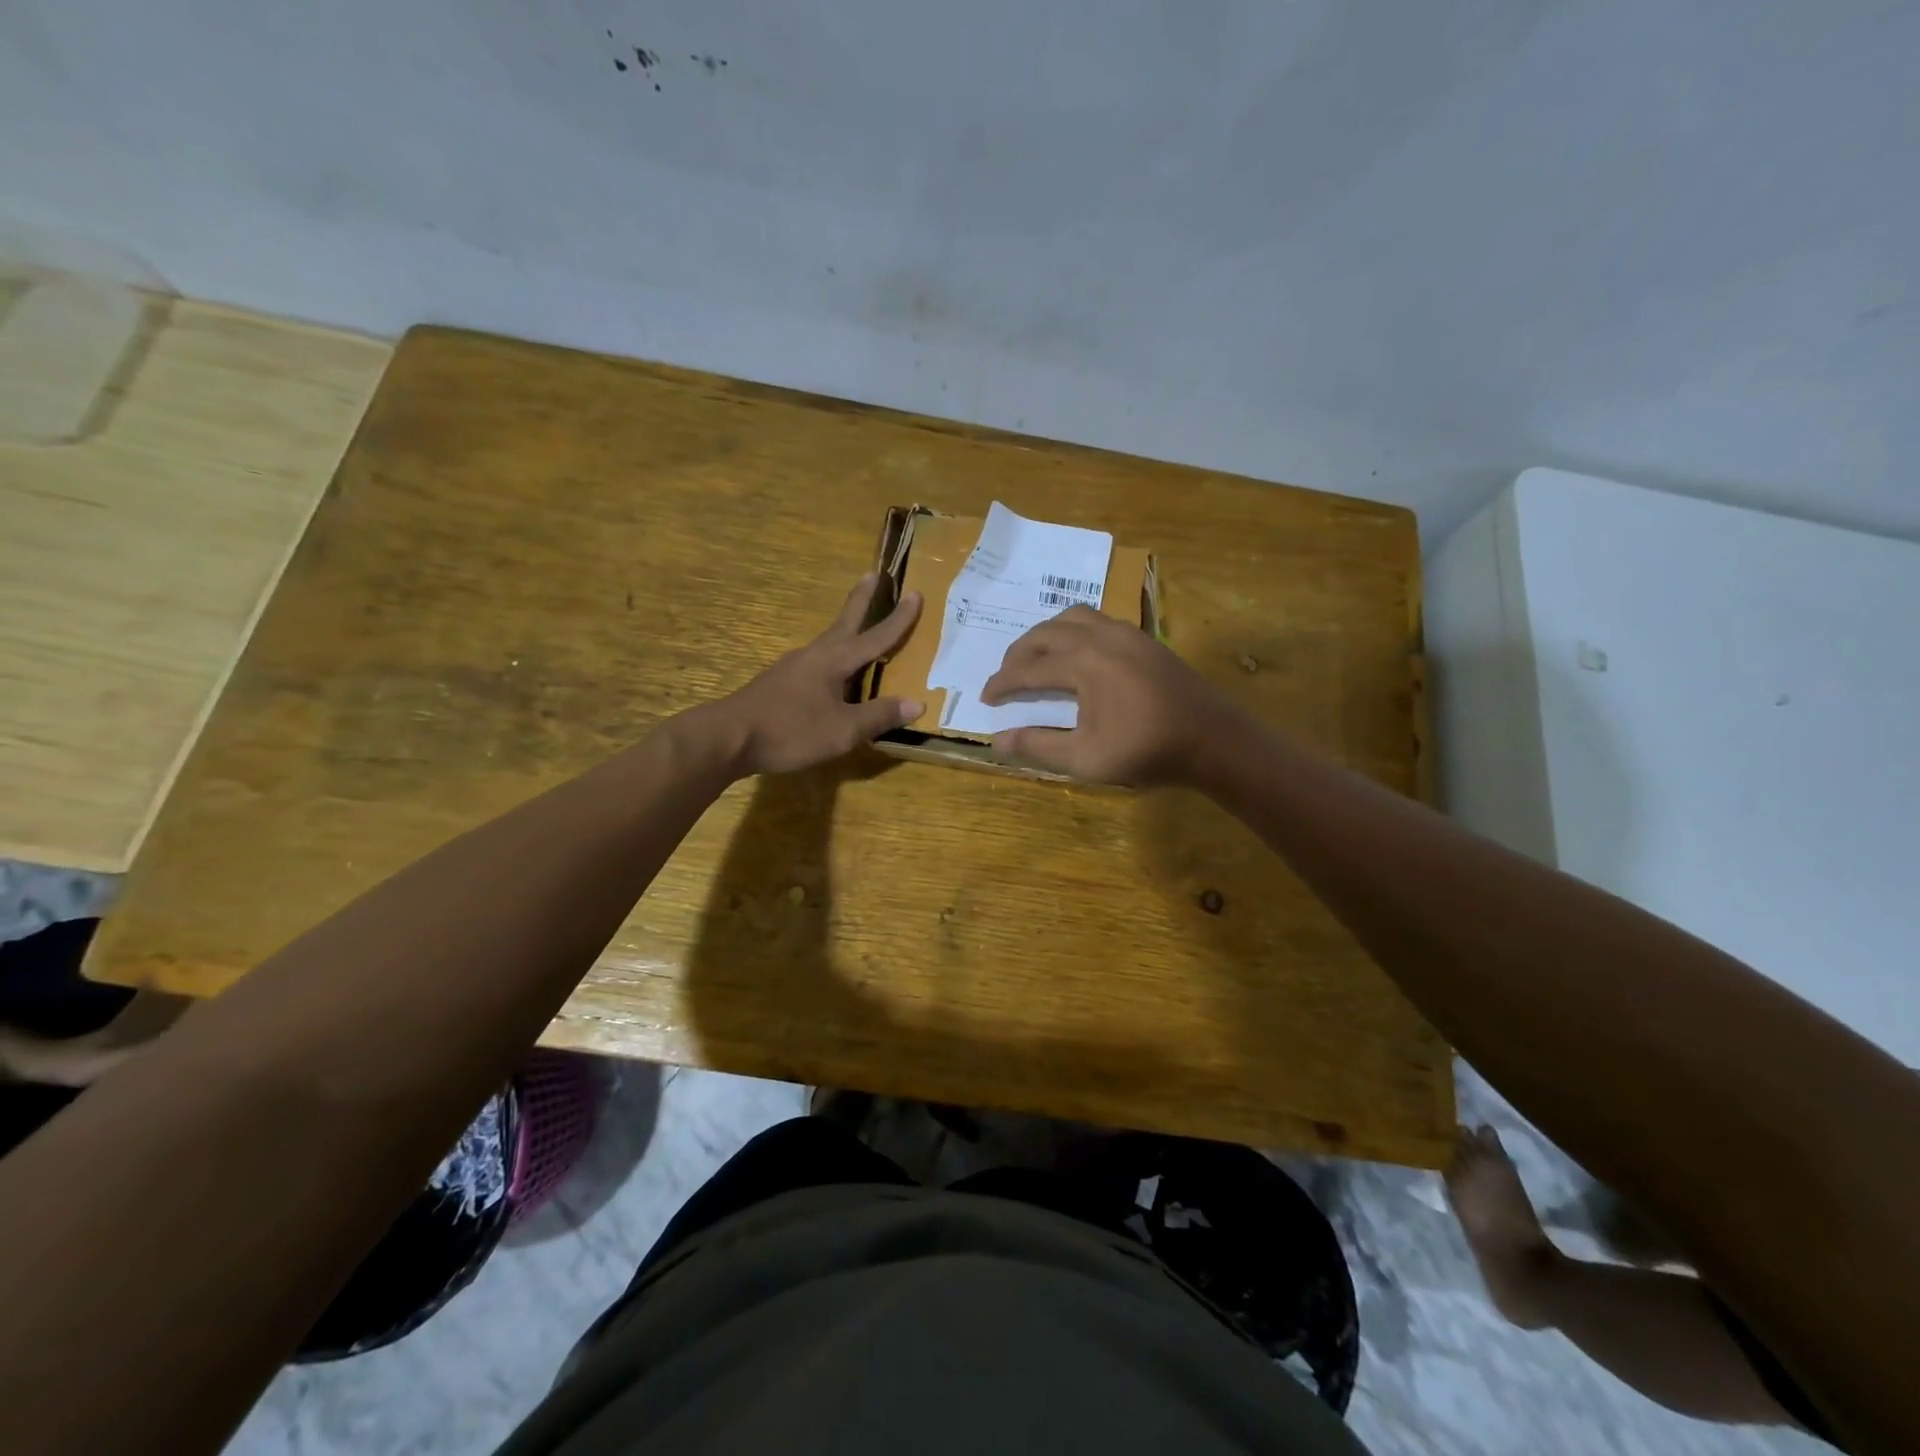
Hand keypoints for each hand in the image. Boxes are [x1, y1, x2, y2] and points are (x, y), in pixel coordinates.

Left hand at [700, 574, 922, 776]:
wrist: (728, 738)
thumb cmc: (790, 730)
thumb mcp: (843, 730)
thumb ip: (879, 716)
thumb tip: (917, 702)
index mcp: (834, 661)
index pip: (875, 637)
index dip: (898, 619)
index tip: (916, 593)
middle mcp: (814, 655)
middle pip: (844, 622)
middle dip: (861, 600)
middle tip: (872, 574)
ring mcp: (792, 668)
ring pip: (827, 642)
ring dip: (845, 629)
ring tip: (857, 627)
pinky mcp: (778, 684)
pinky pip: (814, 663)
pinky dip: (831, 658)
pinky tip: (830, 673)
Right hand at [979, 605, 1239, 785]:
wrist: (1213, 739)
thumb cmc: (1147, 751)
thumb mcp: (1085, 759)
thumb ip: (1038, 747)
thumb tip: (997, 741)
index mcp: (1083, 663)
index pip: (1028, 669)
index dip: (1002, 683)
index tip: (986, 698)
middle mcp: (1100, 637)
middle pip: (1045, 634)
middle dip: (1018, 654)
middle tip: (1005, 678)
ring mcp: (1126, 633)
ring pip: (1072, 617)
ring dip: (1045, 635)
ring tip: (1036, 658)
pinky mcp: (1144, 639)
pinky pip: (1096, 620)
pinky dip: (1073, 631)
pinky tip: (1077, 654)